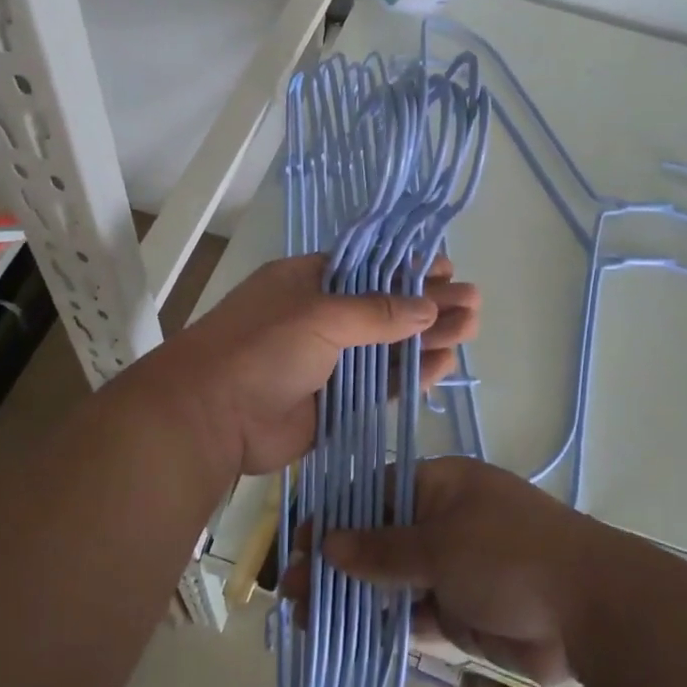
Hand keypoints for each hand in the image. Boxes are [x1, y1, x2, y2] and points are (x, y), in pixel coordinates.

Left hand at [141, 253, 478, 479]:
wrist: (212, 417)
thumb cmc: (261, 348)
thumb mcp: (319, 315)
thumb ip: (376, 312)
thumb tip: (427, 306)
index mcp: (309, 282)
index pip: (369, 269)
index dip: (409, 269)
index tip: (448, 271)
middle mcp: (322, 318)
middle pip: (386, 307)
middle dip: (430, 304)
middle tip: (474, 303)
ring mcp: (331, 361)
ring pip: (389, 347)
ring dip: (428, 338)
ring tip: (471, 329)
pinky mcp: (338, 401)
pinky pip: (382, 384)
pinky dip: (411, 374)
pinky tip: (444, 364)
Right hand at [284, 456, 600, 684]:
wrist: (588, 610)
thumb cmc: (509, 555)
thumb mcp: (440, 543)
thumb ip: (382, 549)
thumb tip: (327, 544)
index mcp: (440, 486)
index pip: (375, 493)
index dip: (335, 515)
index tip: (298, 542)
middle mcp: (442, 522)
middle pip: (378, 539)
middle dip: (336, 561)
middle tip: (291, 588)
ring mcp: (451, 568)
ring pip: (390, 580)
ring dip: (352, 596)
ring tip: (304, 617)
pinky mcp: (459, 611)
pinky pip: (410, 615)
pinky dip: (381, 626)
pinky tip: (344, 638)